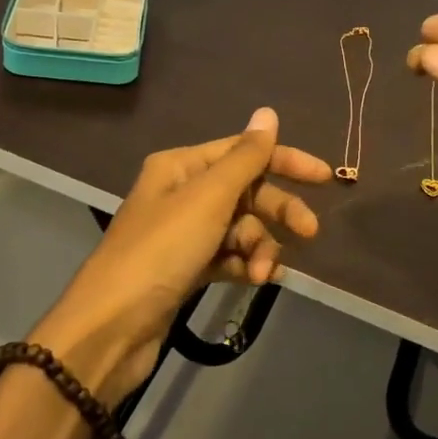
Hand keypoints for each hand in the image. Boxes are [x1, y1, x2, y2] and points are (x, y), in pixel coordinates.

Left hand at [29, 107, 329, 405]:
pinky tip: (258, 280)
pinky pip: (228, 257)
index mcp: (181, 166)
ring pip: (240, 228)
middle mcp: (181, 193)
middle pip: (245, 191)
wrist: (111, 326)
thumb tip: (268, 112)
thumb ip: (245, 157)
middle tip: (310, 233)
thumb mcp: (208, 198)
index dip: (285, 161)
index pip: (243, 151)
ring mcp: (183, 233)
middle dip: (277, 211)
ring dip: (259, 246)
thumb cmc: (161, 251)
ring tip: (264, 273)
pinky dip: (245, 265)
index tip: (325, 178)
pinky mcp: (185, 269)